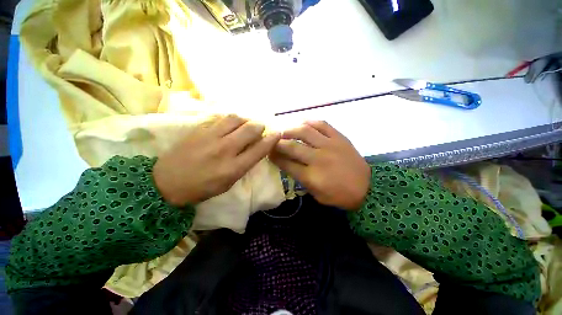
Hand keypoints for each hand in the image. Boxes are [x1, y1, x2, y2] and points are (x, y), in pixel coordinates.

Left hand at [153, 115, 280, 206]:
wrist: (166, 182)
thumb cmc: (202, 188)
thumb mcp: (228, 183)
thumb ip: (244, 165)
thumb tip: (255, 149)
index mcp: (233, 168)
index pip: (259, 149)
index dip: (271, 139)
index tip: (277, 133)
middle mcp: (225, 149)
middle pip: (250, 129)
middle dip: (259, 126)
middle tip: (260, 128)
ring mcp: (210, 137)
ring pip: (236, 119)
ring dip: (245, 120)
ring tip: (245, 124)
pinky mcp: (199, 129)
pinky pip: (220, 118)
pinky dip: (230, 119)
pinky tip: (230, 124)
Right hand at [270, 121, 370, 209]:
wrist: (367, 188)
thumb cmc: (339, 195)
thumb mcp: (316, 194)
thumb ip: (301, 180)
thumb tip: (288, 165)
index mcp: (311, 176)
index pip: (286, 164)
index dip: (274, 157)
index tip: (268, 153)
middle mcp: (318, 158)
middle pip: (291, 147)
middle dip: (278, 144)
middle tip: (272, 142)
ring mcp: (329, 145)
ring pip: (305, 132)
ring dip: (291, 130)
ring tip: (284, 131)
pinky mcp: (339, 138)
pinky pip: (323, 125)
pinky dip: (311, 122)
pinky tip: (303, 123)